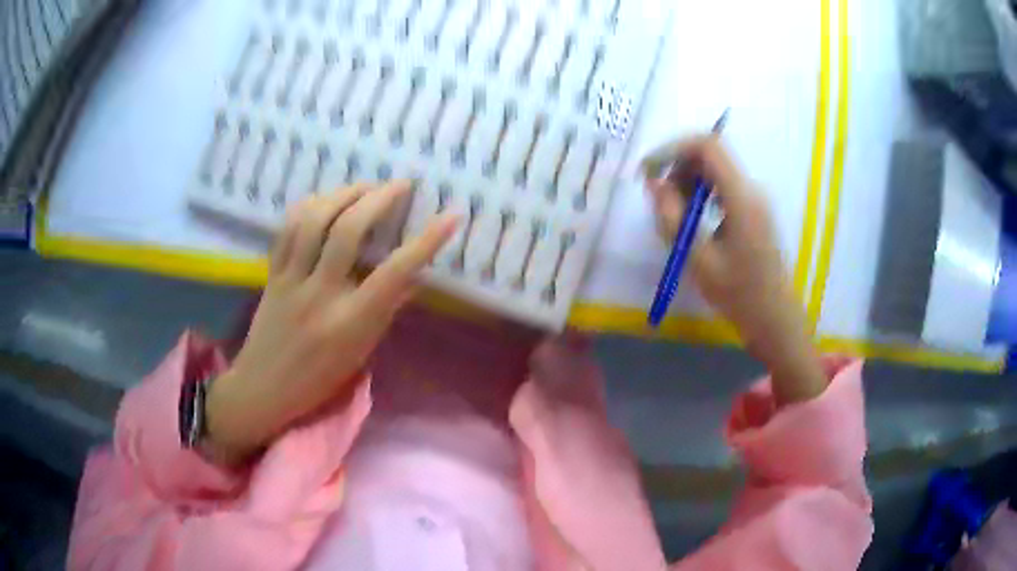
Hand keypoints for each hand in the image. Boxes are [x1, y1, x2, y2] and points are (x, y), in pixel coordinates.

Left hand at [205, 182, 457, 464]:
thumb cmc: (319, 379)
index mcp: (350, 322)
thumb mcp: (361, 353)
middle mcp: (320, 294)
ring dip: (342, 194)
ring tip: (364, 186)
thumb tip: (411, 276)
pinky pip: (287, 229)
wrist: (264, 388)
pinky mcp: (272, 274)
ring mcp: (291, 281)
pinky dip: (308, 206)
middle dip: (378, 198)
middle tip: (399, 185)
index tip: (451, 215)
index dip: (426, 241)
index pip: (394, 273)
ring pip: (314, 221)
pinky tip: (324, 200)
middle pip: (347, 231)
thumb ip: (385, 311)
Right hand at [644, 136, 826, 404]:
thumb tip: (653, 183)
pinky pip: (723, 187)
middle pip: (710, 155)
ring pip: (715, 170)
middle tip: (659, 199)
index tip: (649, 171)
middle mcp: (751, 189)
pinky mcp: (754, 211)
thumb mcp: (698, 260)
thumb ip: (673, 217)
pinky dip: (701, 194)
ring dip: (688, 182)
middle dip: (678, 167)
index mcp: (742, 197)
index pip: (706, 146)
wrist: (775, 319)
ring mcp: (755, 200)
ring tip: (673, 215)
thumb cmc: (739, 295)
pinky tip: (693, 222)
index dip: (673, 149)